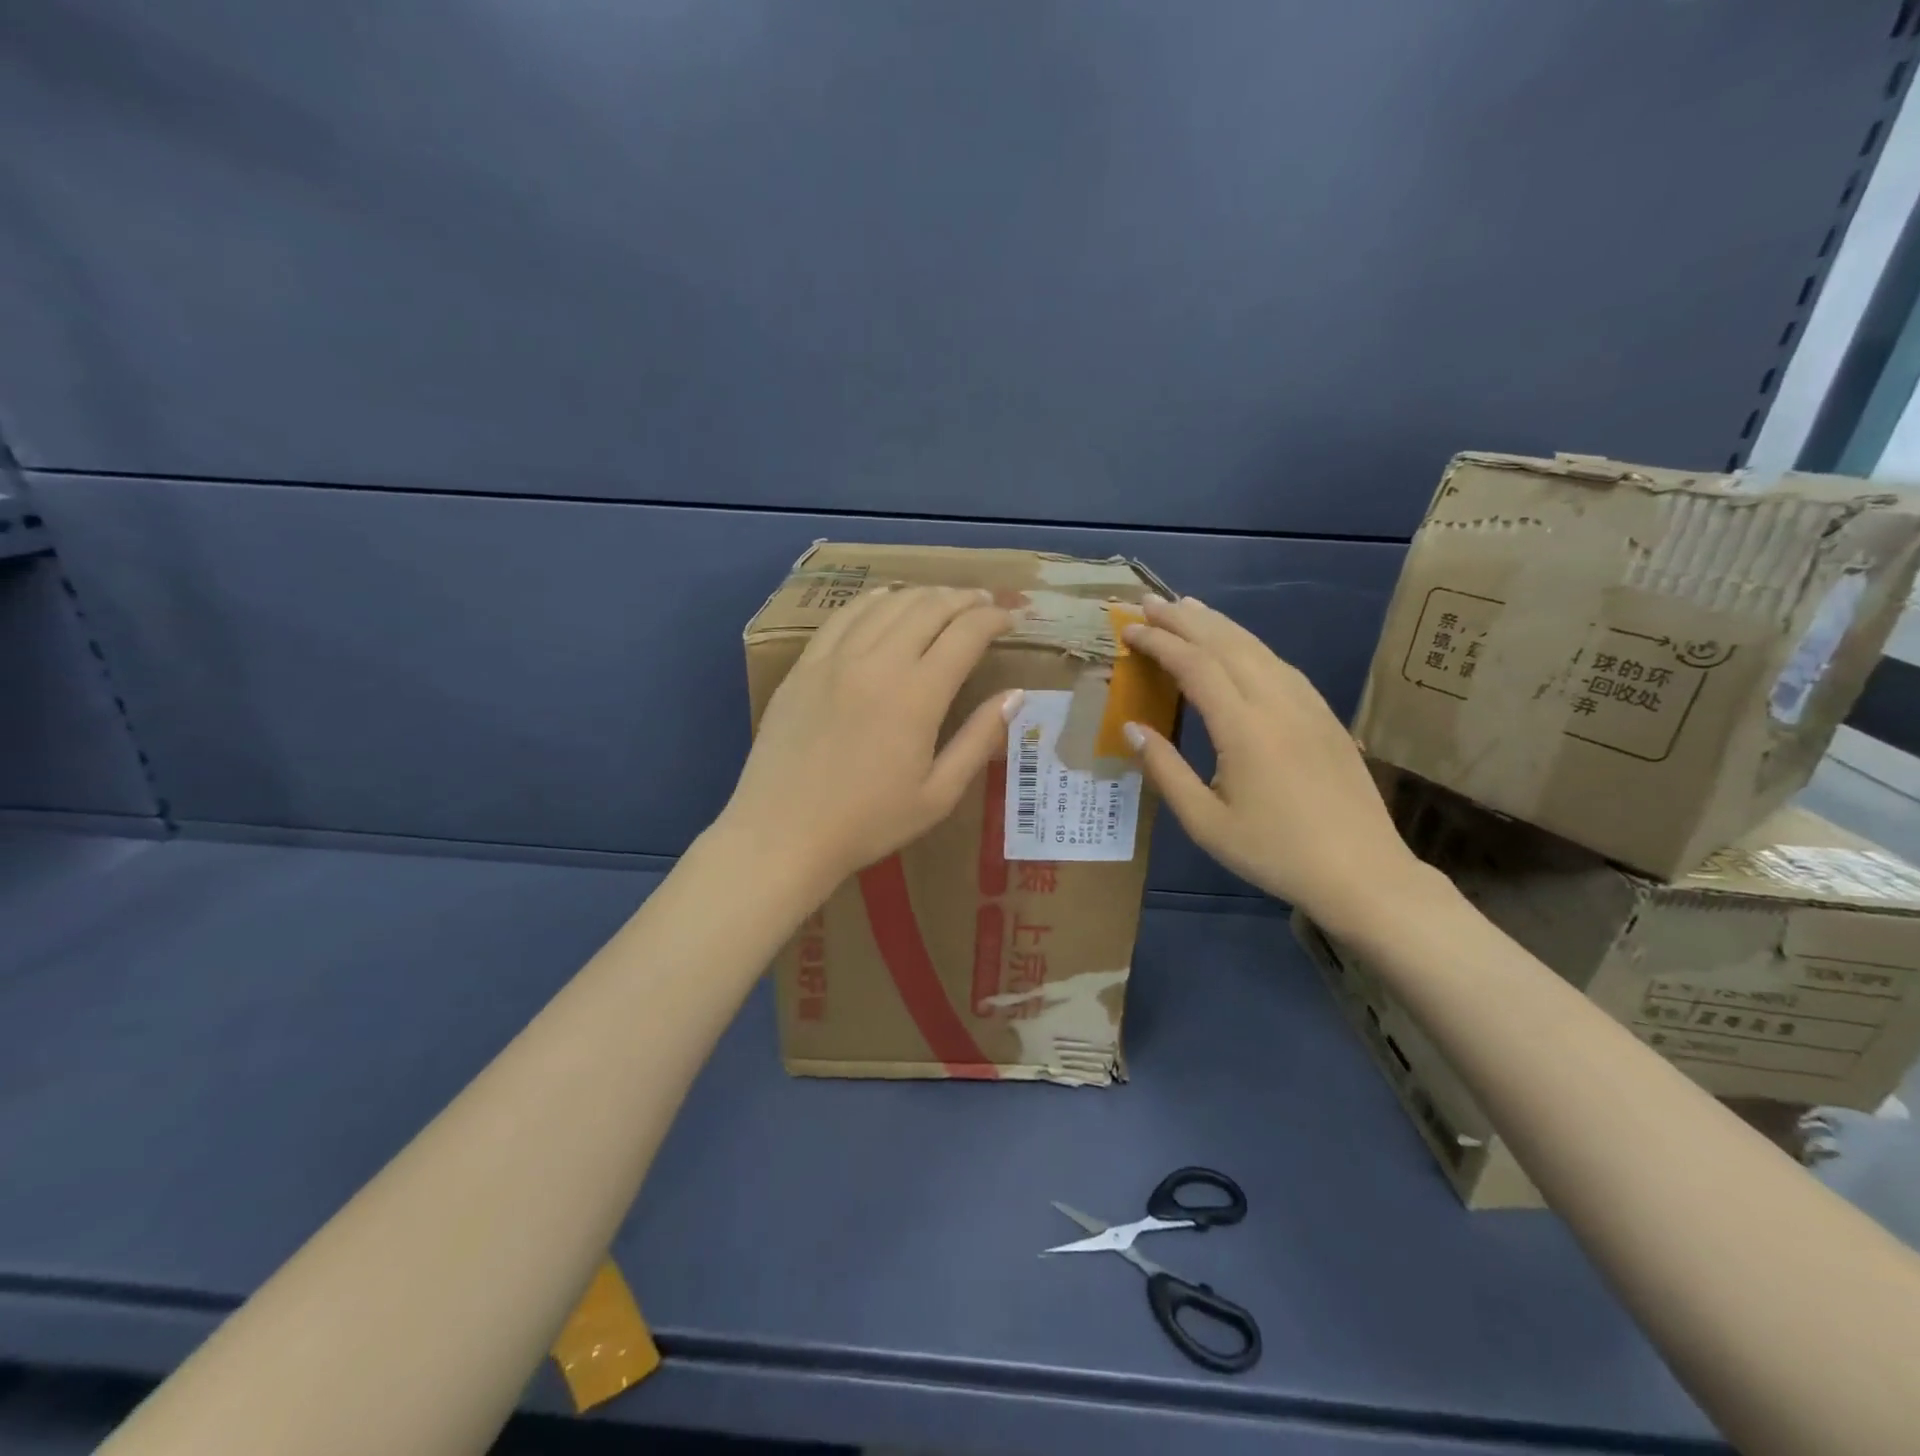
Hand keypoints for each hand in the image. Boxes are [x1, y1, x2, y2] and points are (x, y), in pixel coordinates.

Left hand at [720, 585, 1017, 887]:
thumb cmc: (868, 823)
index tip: (1010, 619)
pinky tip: (885, 601)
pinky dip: (873, 601)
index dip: (993, 619)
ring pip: (886, 604)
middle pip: (928, 607)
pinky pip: (843, 616)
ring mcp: (834, 658)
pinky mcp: (804, 665)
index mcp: (917, 695)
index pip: (965, 634)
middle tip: (984, 602)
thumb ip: (979, 740)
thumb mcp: (938, 794)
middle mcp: (877, 662)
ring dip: (923, 594)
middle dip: (963, 599)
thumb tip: (1016, 696)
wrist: (783, 833)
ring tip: (943, 600)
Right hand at [1120, 595, 1422, 928]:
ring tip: (1187, 607)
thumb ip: (1165, 769)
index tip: (1130, 630)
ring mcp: (1307, 704)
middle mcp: (1277, 702)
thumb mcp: (1205, 822)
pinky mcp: (1324, 715)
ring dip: (1218, 624)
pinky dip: (1249, 644)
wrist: (1363, 873)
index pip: (1195, 665)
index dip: (1160, 642)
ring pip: (1257, 647)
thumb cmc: (1275, 852)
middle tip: (1149, 601)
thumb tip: (1130, 727)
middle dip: (1184, 619)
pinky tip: (1238, 645)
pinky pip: (1280, 664)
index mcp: (1244, 728)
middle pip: (1226, 643)